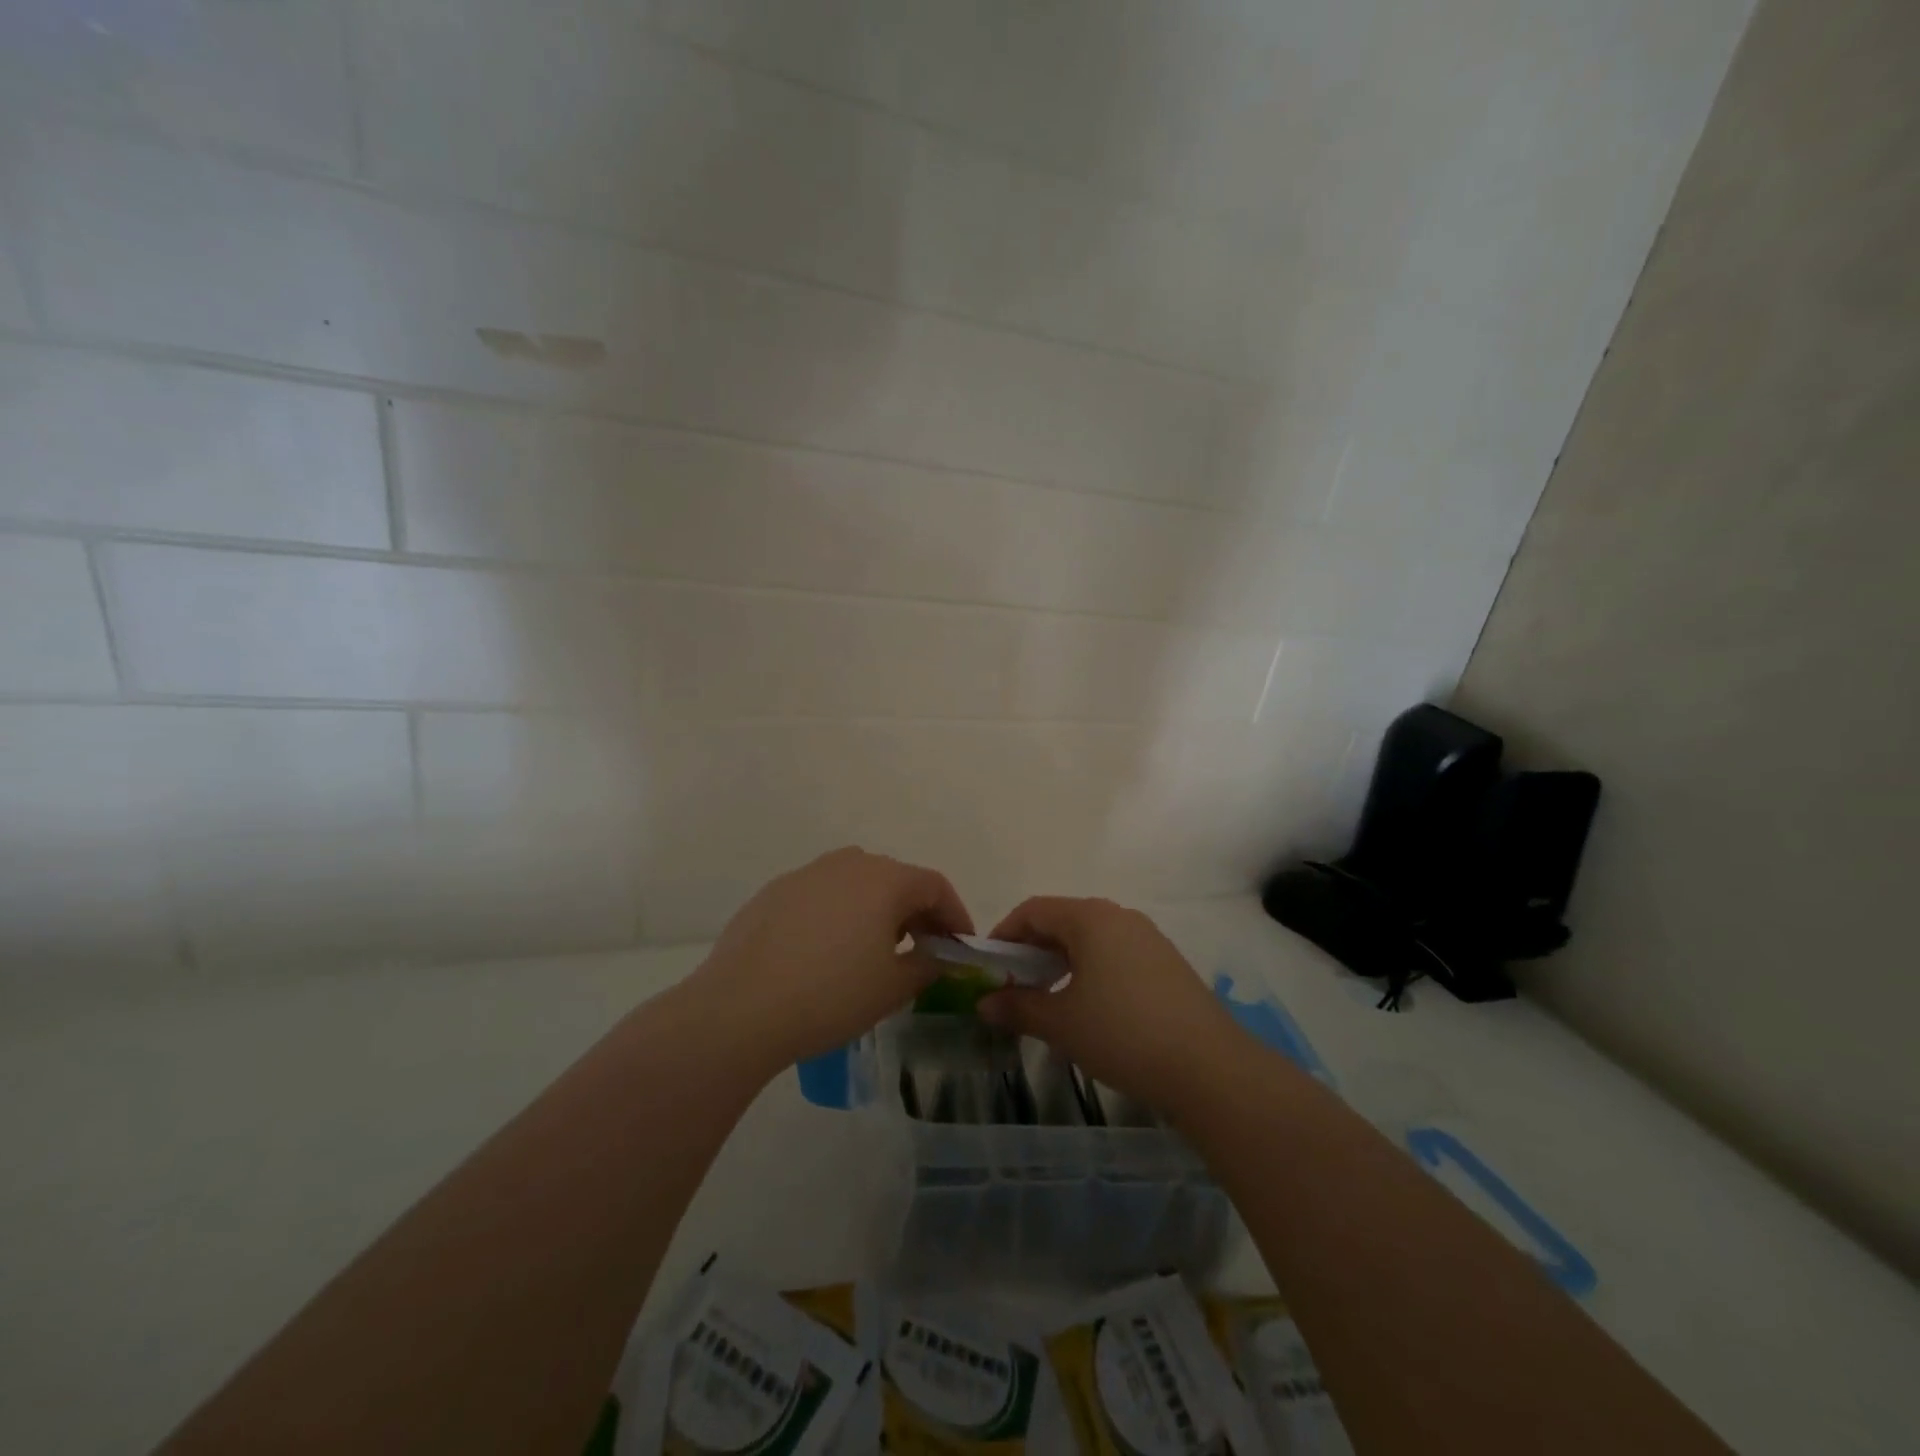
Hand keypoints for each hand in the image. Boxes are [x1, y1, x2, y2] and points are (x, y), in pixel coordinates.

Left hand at [688, 847, 972, 1073]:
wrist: (739, 1009)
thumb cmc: (831, 996)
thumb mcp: (893, 988)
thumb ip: (928, 964)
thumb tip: (937, 954)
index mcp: (885, 879)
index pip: (935, 886)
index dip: (955, 916)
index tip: (961, 947)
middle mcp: (848, 863)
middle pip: (896, 880)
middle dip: (917, 913)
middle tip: (922, 950)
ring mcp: (807, 874)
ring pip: (857, 884)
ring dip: (876, 911)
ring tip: (875, 951)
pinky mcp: (775, 892)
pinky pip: (822, 896)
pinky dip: (839, 915)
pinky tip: (826, 953)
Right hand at [977, 897, 1241, 1113]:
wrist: (1210, 1068)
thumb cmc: (1123, 1034)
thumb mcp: (1062, 1023)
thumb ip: (1018, 1008)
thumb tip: (983, 1004)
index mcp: (1090, 918)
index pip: (1033, 910)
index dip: (1004, 935)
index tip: (990, 968)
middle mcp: (1120, 917)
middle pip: (1062, 921)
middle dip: (1032, 951)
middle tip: (1015, 988)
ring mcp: (1148, 938)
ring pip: (1091, 939)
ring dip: (1061, 962)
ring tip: (1049, 1000)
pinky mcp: (1167, 963)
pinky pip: (1116, 954)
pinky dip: (1091, 971)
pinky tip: (1091, 1008)